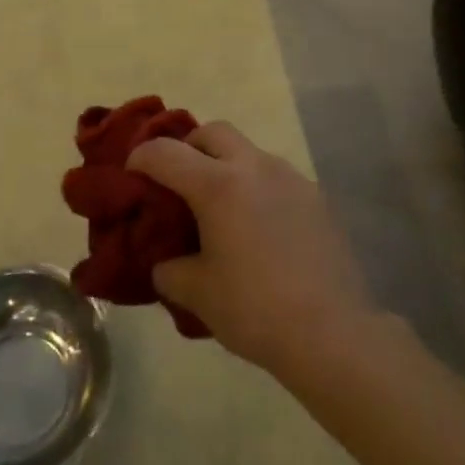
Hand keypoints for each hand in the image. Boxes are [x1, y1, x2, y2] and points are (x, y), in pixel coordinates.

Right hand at [126, 121, 377, 379]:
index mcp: (218, 185)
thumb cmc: (255, 309)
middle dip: (189, 147)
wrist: (332, 332)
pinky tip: (258, 228)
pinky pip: (275, 177)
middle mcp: (254, 167)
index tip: (132, 172)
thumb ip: (171, 270)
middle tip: (178, 181)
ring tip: (221, 209)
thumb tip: (167, 263)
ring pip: (248, 151)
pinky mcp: (315, 196)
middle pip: (213, 132)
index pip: (166, 153)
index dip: (142, 157)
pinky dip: (256, 188)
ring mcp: (289, 177)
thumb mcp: (198, 294)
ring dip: (226, 165)